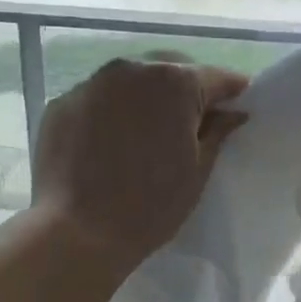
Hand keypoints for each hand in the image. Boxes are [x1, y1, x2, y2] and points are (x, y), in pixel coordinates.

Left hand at [31, 58, 249, 275]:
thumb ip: (217, 133)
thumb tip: (233, 113)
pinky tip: (111, 144)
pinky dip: (111, 112)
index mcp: (174, 81)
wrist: (77, 233)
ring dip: (146, 98)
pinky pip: (99, 99)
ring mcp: (92, 83)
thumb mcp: (197, 171)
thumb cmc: (151, 205)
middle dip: (186, 91)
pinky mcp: (62, 103)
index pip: (215, 77)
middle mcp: (132, 69)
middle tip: (192, 125)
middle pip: (170, 69)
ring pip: (131, 81)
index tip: (238, 107)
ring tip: (148, 133)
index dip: (231, 93)